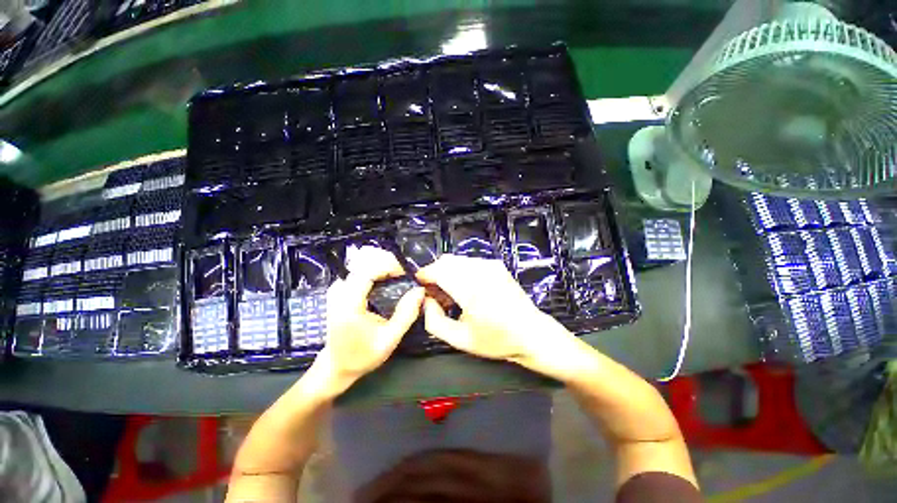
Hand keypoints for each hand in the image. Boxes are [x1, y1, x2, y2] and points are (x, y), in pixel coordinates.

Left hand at [315, 246, 424, 388]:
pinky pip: (360, 270)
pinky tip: (388, 276)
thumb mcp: (389, 339)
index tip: (408, 271)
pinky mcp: (341, 289)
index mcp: (349, 304)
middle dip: (388, 262)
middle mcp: (340, 291)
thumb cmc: (362, 355)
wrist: (337, 365)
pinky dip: (376, 269)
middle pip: (365, 262)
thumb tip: (420, 290)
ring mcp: (338, 288)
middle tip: (407, 272)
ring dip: (383, 264)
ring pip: (362, 263)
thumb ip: (406, 314)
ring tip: (400, 273)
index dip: (389, 265)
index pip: (368, 271)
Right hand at [416, 255, 566, 365]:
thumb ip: (434, 321)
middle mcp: (481, 272)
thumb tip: (426, 300)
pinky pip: (469, 262)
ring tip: (450, 294)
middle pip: (446, 261)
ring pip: (457, 260)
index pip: (439, 270)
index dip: (424, 274)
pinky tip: (465, 288)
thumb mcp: (460, 340)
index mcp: (472, 291)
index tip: (419, 285)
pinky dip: (460, 271)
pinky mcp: (496, 265)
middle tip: (434, 294)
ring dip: (447, 272)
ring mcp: (490, 265)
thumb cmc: (496, 340)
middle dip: (435, 274)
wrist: (531, 333)